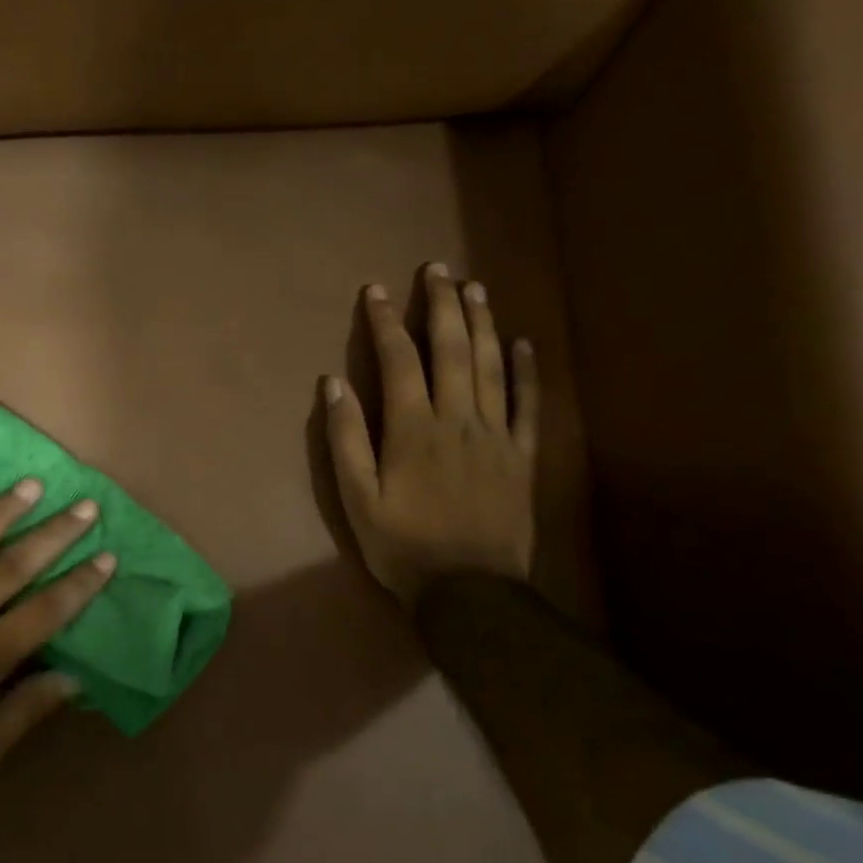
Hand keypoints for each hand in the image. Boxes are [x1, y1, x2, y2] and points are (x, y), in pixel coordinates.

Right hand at [323, 265, 539, 608]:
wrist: (470, 593)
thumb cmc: (402, 545)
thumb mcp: (356, 498)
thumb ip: (344, 438)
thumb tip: (334, 383)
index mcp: (412, 428)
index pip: (398, 360)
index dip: (385, 322)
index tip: (376, 291)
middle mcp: (457, 419)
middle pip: (451, 349)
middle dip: (441, 305)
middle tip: (438, 269)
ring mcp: (495, 435)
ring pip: (490, 366)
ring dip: (482, 323)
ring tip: (474, 288)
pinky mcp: (522, 456)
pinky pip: (528, 404)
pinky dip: (526, 371)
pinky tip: (523, 343)